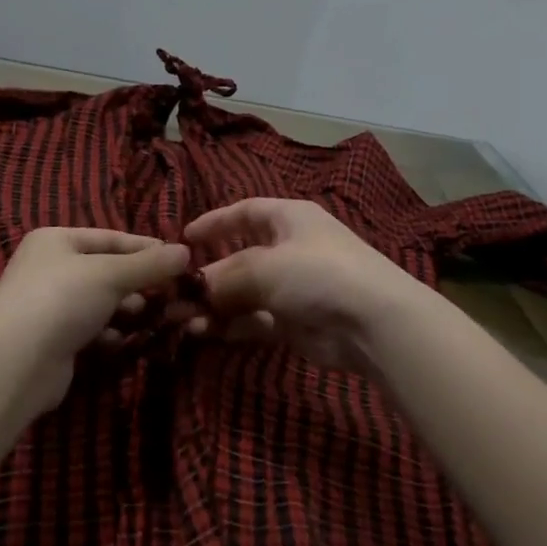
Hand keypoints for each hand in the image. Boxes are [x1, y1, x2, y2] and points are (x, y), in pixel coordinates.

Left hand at [0, 227, 190, 409]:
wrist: (17, 361)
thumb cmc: (62, 299)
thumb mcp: (111, 274)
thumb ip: (150, 264)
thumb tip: (187, 251)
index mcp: (56, 240)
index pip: (111, 238)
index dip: (146, 248)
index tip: (181, 261)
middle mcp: (49, 268)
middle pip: (106, 270)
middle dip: (138, 283)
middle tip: (171, 294)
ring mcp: (49, 305)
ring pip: (100, 302)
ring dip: (127, 310)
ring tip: (154, 317)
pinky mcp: (53, 339)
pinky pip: (90, 329)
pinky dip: (109, 333)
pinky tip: (125, 340)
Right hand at [182, 198, 425, 371]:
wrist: (371, 321)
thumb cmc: (316, 273)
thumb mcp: (262, 267)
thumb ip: (223, 277)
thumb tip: (194, 290)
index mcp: (289, 219)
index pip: (245, 212)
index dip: (214, 224)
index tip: (184, 239)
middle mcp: (290, 249)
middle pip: (239, 259)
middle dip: (208, 278)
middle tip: (175, 297)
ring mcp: (294, 287)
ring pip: (244, 294)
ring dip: (215, 307)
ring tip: (185, 322)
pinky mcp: (295, 321)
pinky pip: (256, 319)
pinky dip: (233, 325)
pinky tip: (209, 333)